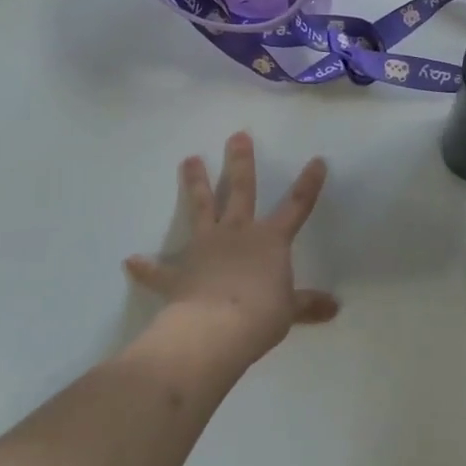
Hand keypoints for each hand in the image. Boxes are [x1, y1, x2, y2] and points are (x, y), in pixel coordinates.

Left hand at [124, 132, 338, 362]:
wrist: (215, 330)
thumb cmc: (260, 315)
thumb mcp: (290, 311)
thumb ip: (308, 304)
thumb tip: (335, 307)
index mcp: (270, 240)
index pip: (296, 205)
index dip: (308, 184)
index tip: (316, 160)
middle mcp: (237, 233)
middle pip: (241, 190)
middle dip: (240, 161)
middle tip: (237, 135)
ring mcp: (205, 248)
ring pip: (201, 208)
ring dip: (196, 183)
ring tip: (189, 159)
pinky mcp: (179, 273)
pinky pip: (159, 271)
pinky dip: (146, 267)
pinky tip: (131, 261)